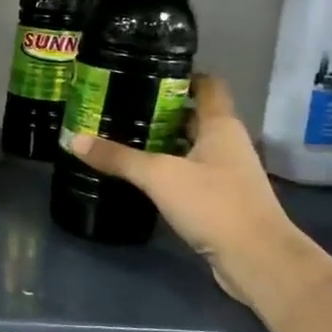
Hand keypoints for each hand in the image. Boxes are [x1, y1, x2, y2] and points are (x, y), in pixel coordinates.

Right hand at [65, 74, 308, 301]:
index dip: (182, 75)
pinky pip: (189, 173)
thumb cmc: (214, 204)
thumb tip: (75, 139)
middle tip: (120, 104)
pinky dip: (167, 168)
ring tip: (122, 135)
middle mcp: (227, 144)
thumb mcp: (159, 176)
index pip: (208, 86)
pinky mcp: (220, 199)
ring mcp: (226, 173)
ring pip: (190, 145)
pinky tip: (140, 175)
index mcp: (221, 126)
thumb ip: (118, 157)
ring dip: (162, 141)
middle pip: (194, 116)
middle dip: (160, 109)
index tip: (146, 72)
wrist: (257, 259)